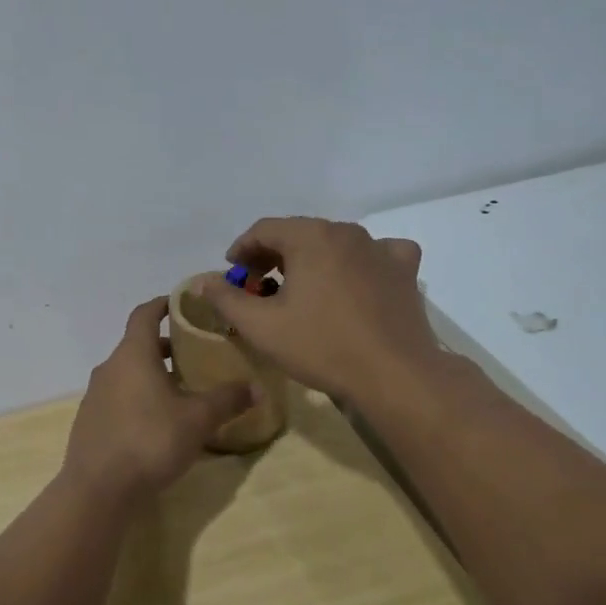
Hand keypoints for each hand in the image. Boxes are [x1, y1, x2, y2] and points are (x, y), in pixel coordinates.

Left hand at [61, 297, 255, 503]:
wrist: (98, 489)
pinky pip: (117, 397)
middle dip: (164, 346)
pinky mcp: (90, 422)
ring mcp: (95, 395)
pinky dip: (137, 397)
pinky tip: (157, 422)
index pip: (144, 314)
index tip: (182, 303)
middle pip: (137, 345)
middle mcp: (109, 368)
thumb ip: (227, 400)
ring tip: (180, 390)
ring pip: (126, 373)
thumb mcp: (198, 420)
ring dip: (151, 374)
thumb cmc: (150, 441)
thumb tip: (257, 388)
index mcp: (132, 354)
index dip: (163, 304)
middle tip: (194, 353)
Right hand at [196, 217, 446, 406]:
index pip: (264, 229)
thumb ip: (226, 299)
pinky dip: (359, 262)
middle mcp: (346, 232)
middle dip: (273, 255)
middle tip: (258, 285)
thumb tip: (201, 281)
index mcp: (310, 237)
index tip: (231, 274)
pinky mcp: (404, 270)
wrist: (394, 374)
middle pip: (299, 233)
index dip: (241, 250)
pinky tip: (355, 280)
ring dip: (311, 260)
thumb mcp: (261, 327)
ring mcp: (380, 248)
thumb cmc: (321, 346)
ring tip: (300, 288)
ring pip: (334, 243)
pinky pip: (376, 254)